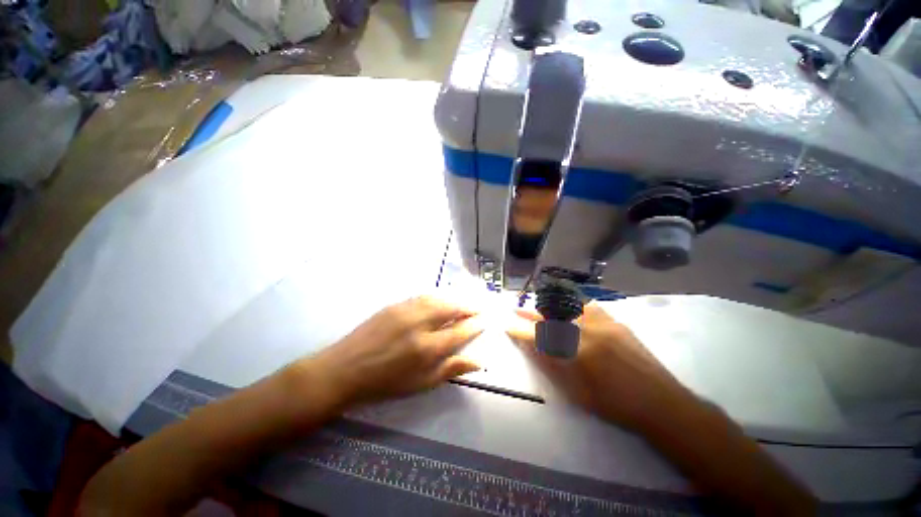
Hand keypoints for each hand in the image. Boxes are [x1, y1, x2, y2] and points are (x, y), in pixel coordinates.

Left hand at [305, 296, 483, 408]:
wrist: (345, 369)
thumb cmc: (384, 383)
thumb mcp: (420, 384)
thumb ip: (450, 369)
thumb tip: (478, 361)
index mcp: (426, 349)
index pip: (459, 331)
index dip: (475, 325)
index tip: (485, 321)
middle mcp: (419, 324)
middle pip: (451, 308)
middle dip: (468, 306)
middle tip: (479, 307)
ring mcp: (405, 311)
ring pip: (438, 298)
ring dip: (455, 298)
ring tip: (465, 301)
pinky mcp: (395, 305)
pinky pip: (423, 296)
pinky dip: (438, 296)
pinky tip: (442, 299)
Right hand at [507, 302, 692, 430]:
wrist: (660, 403)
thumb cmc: (613, 404)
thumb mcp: (575, 391)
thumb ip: (550, 364)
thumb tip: (531, 346)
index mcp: (576, 350)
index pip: (538, 334)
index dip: (519, 329)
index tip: (506, 324)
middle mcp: (587, 329)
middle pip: (550, 315)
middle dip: (529, 313)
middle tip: (516, 310)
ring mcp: (603, 322)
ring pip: (567, 305)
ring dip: (548, 306)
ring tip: (537, 308)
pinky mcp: (615, 321)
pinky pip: (587, 306)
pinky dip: (572, 305)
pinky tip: (567, 308)